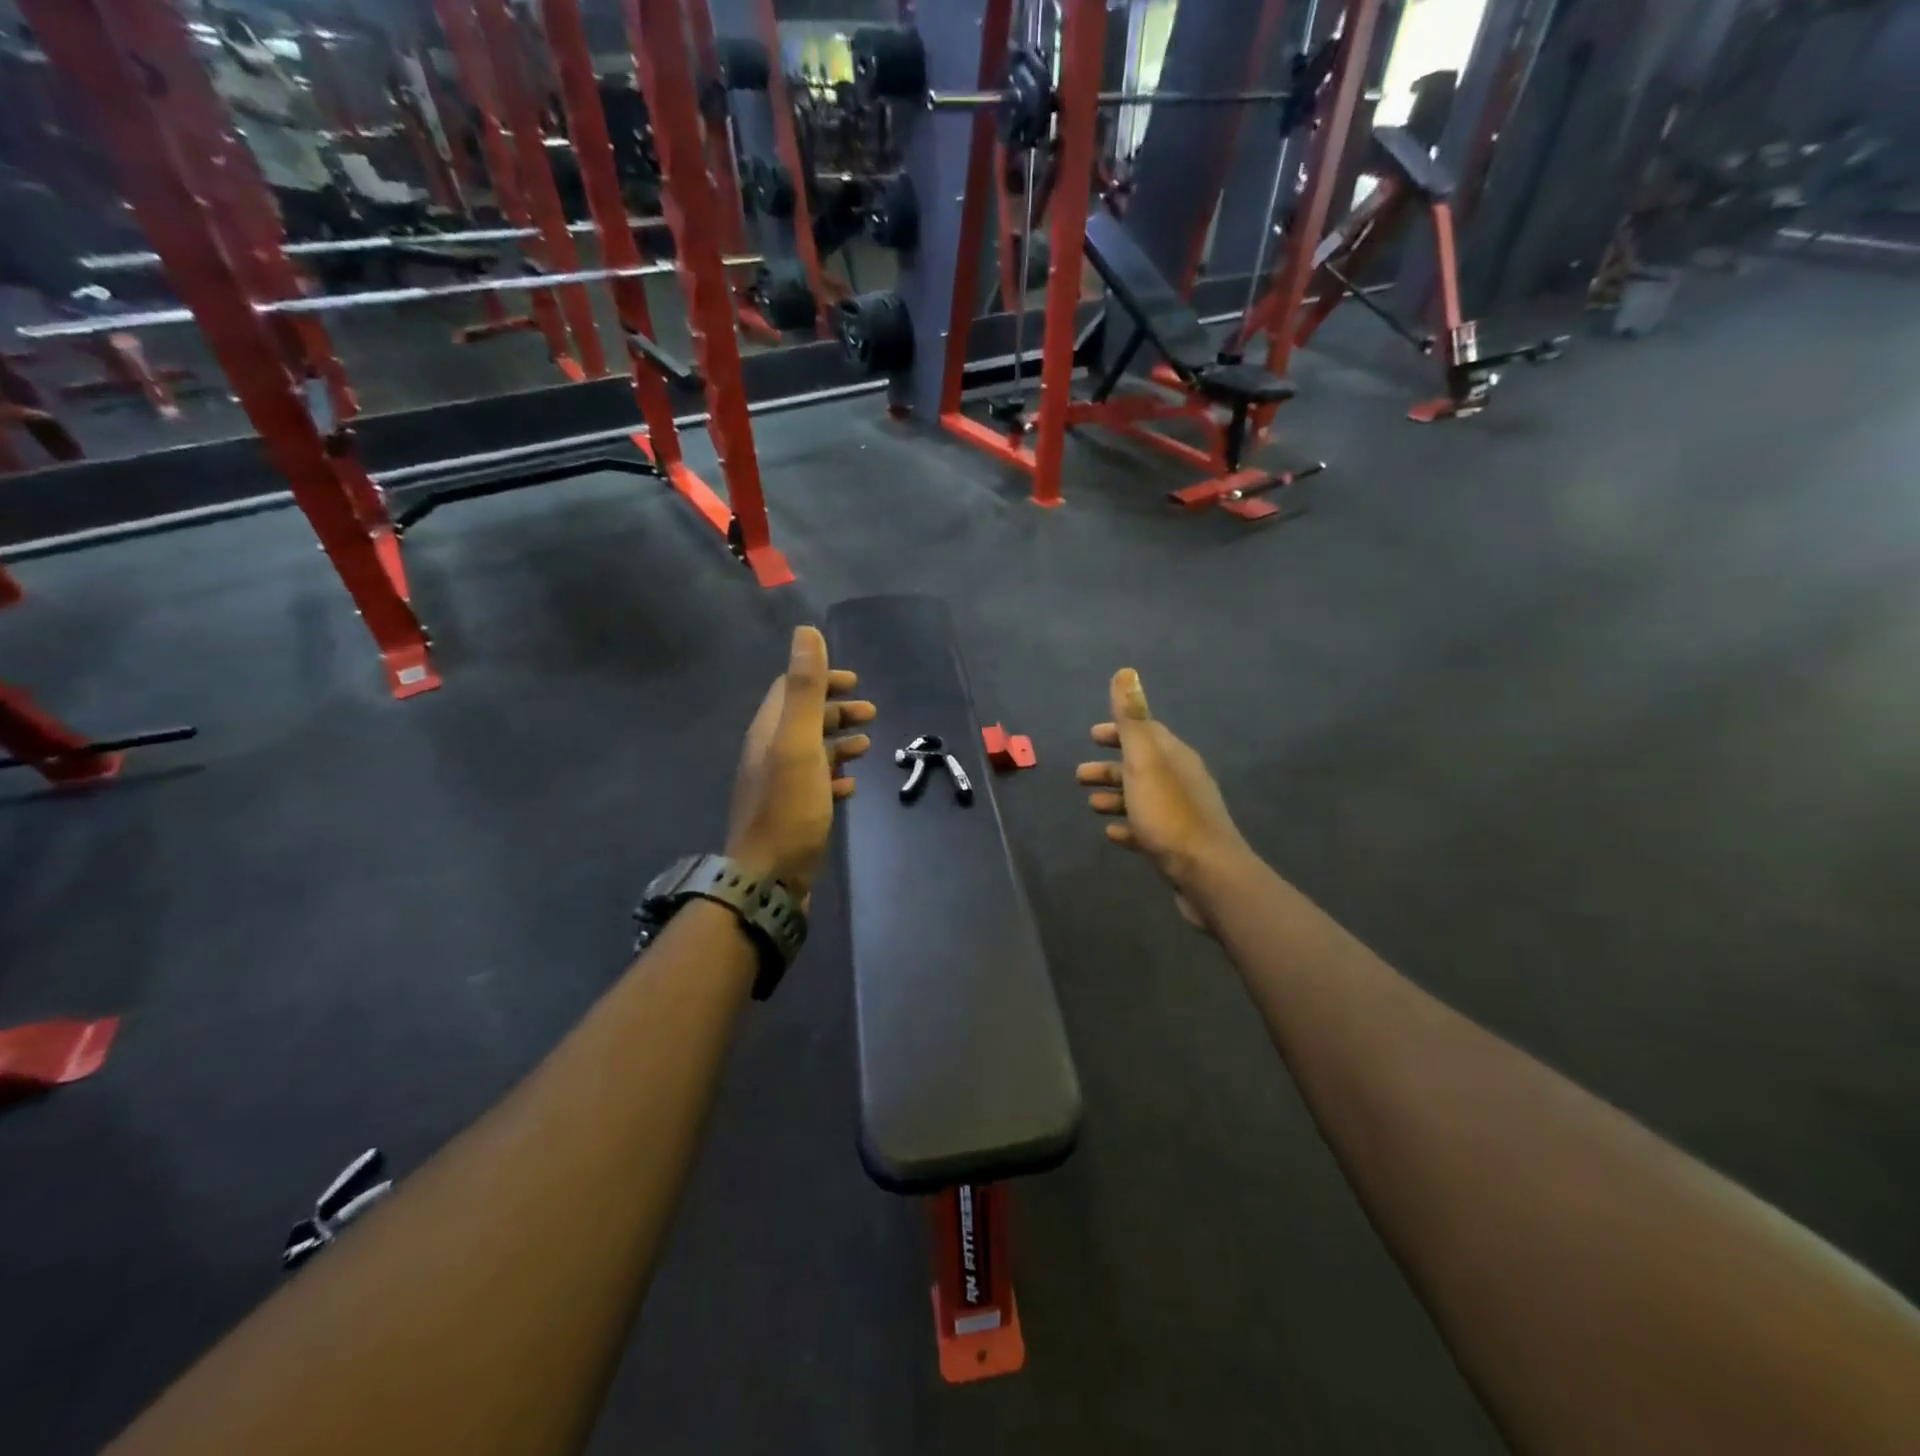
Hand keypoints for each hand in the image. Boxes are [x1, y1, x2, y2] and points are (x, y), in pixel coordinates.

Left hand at [727, 626, 874, 896]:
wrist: (768, 878)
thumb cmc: (788, 808)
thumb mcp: (798, 743)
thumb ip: (804, 689)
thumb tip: (806, 631)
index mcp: (769, 731)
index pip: (791, 689)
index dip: (822, 679)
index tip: (855, 682)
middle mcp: (769, 753)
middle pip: (803, 719)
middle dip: (837, 711)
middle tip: (872, 714)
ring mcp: (779, 785)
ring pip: (811, 751)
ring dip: (839, 742)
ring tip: (868, 747)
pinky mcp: (791, 813)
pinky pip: (815, 784)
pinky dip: (835, 776)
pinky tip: (852, 786)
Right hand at [1078, 668, 1250, 929]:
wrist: (1206, 874)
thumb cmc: (1169, 813)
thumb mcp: (1145, 761)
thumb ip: (1132, 719)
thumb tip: (1126, 672)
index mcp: (1175, 757)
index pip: (1146, 732)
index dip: (1118, 731)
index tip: (1092, 735)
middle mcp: (1181, 781)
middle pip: (1141, 766)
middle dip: (1110, 767)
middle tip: (1078, 775)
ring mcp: (1180, 815)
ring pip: (1142, 798)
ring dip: (1115, 797)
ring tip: (1090, 805)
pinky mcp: (1177, 846)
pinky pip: (1147, 829)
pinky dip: (1127, 826)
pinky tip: (1112, 835)